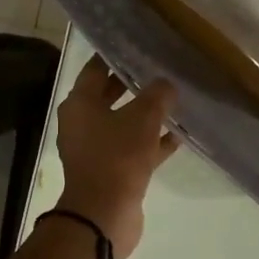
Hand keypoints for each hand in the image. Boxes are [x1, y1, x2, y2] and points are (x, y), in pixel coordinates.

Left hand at [52, 56, 178, 258]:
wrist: (104, 214)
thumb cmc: (117, 157)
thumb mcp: (142, 119)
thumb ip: (157, 96)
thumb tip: (167, 84)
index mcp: (79, 104)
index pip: (95, 69)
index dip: (114, 55)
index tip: (136, 43)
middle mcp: (82, 123)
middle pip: (108, 95)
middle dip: (133, 83)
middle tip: (160, 67)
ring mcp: (96, 149)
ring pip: (123, 123)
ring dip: (146, 114)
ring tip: (174, 99)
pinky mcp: (112, 171)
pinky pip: (134, 149)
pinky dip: (152, 142)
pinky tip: (178, 135)